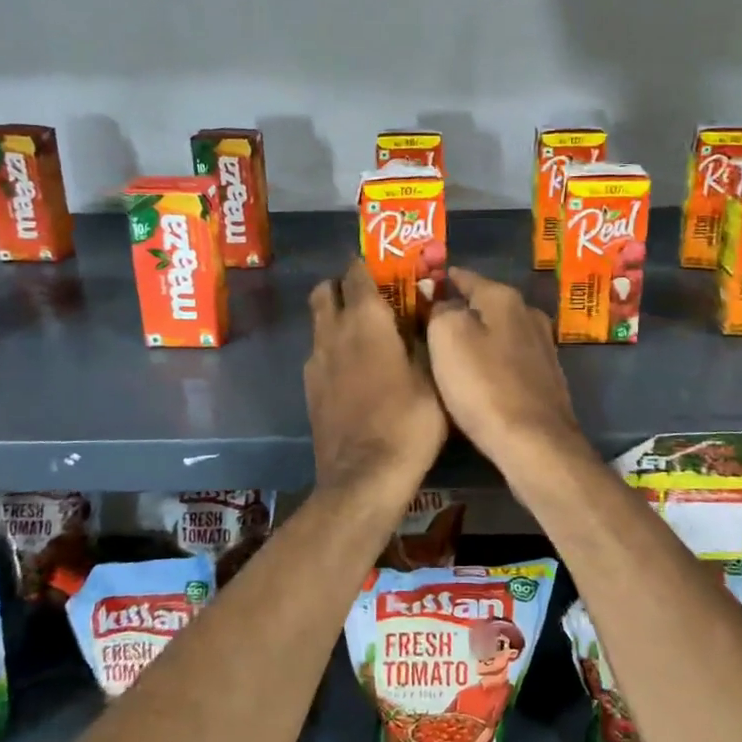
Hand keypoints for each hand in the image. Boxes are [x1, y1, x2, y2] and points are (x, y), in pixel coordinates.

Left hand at [306, 259, 447, 496]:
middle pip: (325, 290)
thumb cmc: (408, 422)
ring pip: (319, 321)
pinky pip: (319, 352)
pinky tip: (356, 369)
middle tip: (372, 298)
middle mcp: (333, 331)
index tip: (386, 267)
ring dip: (336, 316)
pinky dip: (333, 347)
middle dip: (343, 286)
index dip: (369, 265)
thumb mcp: (432, 377)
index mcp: (366, 320)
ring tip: (367, 334)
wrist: (363, 477)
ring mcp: (316, 361)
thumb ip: (424, 338)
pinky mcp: (309, 388)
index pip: (357, 273)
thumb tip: (425, 313)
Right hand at [427, 267, 595, 484]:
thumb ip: (440, 310)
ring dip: (479, 337)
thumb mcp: (446, 336)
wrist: (535, 442)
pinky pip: (511, 359)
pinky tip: (481, 377)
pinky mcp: (547, 378)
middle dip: (461, 310)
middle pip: (486, 304)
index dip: (443, 280)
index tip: (423, 286)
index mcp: (504, 298)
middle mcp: (529, 315)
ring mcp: (543, 347)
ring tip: (452, 351)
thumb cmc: (484, 384)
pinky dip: (494, 361)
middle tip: (431, 323)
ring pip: (500, 332)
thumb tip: (443, 303)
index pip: (466, 277)